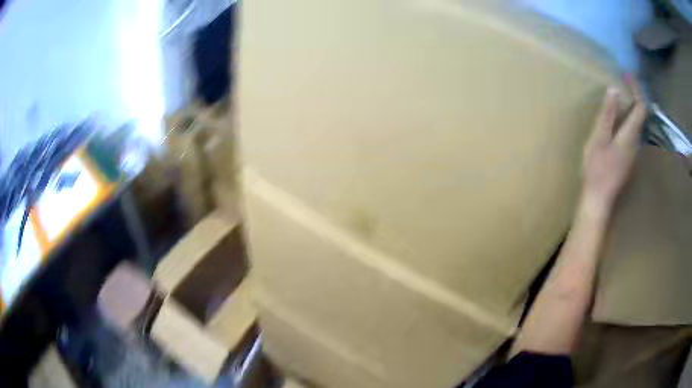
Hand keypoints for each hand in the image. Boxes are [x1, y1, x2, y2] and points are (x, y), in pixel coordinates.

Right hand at [581, 81, 646, 216]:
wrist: (599, 198)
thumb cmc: (597, 169)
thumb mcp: (599, 138)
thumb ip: (608, 115)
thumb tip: (614, 90)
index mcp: (630, 135)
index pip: (640, 107)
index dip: (636, 89)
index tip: (627, 74)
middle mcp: (636, 142)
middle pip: (642, 115)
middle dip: (636, 95)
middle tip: (627, 81)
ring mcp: (634, 151)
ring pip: (639, 123)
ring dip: (634, 106)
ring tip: (625, 95)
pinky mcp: (629, 157)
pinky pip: (634, 131)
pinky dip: (630, 118)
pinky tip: (622, 116)